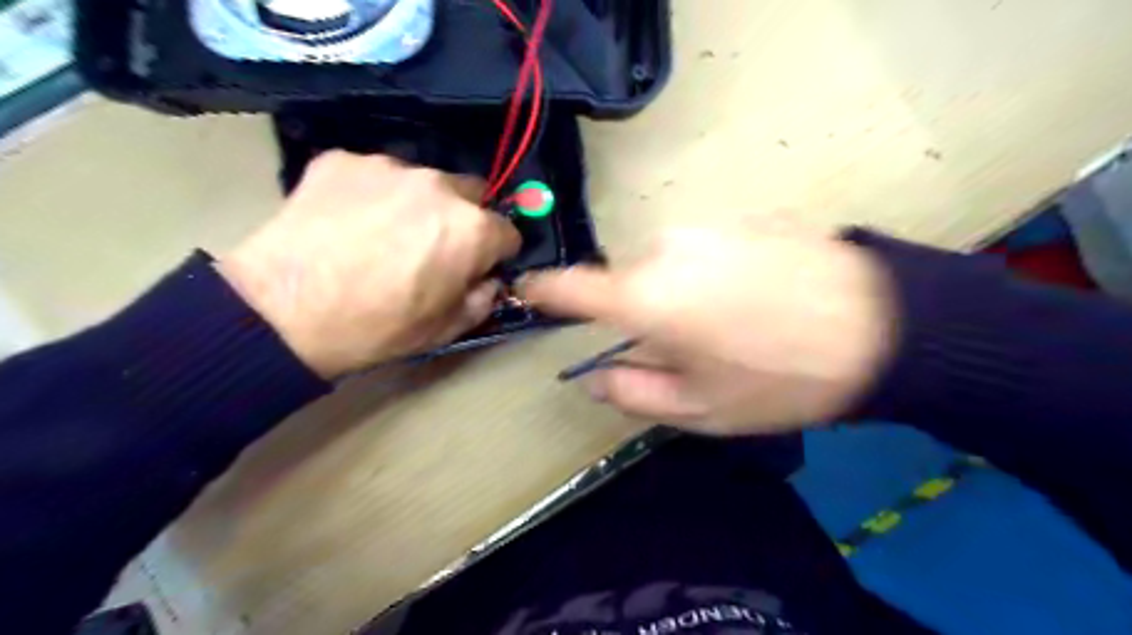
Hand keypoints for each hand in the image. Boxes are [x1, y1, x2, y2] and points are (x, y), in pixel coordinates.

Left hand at [214, 150, 518, 376]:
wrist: (283, 312)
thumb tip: (489, 279)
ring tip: (382, 233)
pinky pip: (374, 175)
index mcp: (472, 229)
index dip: (496, 254)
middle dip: (464, 219)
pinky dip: (371, 194)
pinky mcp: (341, 159)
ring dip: (418, 203)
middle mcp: (439, 185)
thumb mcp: (446, 329)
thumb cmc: (377, 327)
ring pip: (423, 181)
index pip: (508, 232)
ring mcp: (388, 166)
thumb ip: (483, 299)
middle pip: (472, 194)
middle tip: (432, 247)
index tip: (477, 268)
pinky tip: (347, 221)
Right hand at [518, 222, 899, 435]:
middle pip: (630, 282)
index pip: (572, 286)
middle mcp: (666, 248)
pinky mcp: (744, 215)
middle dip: (644, 313)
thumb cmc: (780, 378)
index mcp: (645, 296)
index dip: (545, 289)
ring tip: (735, 321)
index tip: (528, 290)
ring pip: (669, 264)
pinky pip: (707, 248)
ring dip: (683, 292)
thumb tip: (592, 376)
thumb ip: (633, 391)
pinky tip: (760, 294)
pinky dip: (715, 271)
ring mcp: (708, 225)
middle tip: (690, 345)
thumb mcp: (701, 408)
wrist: (884, 325)